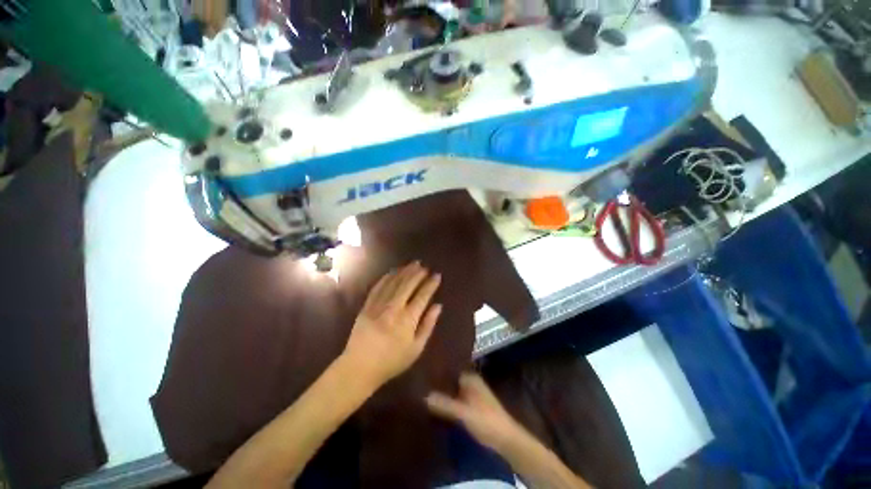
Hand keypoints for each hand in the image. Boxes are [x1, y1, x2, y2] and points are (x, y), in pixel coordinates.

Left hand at [342, 262, 441, 388]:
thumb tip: (438, 306)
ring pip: (393, 283)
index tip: (437, 275)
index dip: (431, 284)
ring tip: (412, 264)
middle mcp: (393, 308)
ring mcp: (378, 305)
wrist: (360, 367)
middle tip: (424, 266)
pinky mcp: (367, 305)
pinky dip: (387, 277)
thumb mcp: (416, 349)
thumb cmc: (392, 361)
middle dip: (417, 273)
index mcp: (407, 319)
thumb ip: (428, 325)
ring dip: (404, 271)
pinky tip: (392, 272)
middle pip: (408, 285)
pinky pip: (378, 287)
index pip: (422, 295)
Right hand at [426, 372, 526, 452]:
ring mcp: (472, 395)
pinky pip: (456, 400)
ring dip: (442, 394)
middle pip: (450, 380)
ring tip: (423, 394)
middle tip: (419, 385)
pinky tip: (436, 407)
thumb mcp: (463, 413)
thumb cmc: (486, 421)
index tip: (421, 373)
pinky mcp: (473, 407)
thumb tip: (423, 395)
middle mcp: (471, 382)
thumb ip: (444, 404)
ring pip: (453, 391)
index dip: (436, 372)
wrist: (506, 440)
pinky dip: (447, 402)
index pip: (449, 369)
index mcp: (470, 378)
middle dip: (437, 384)